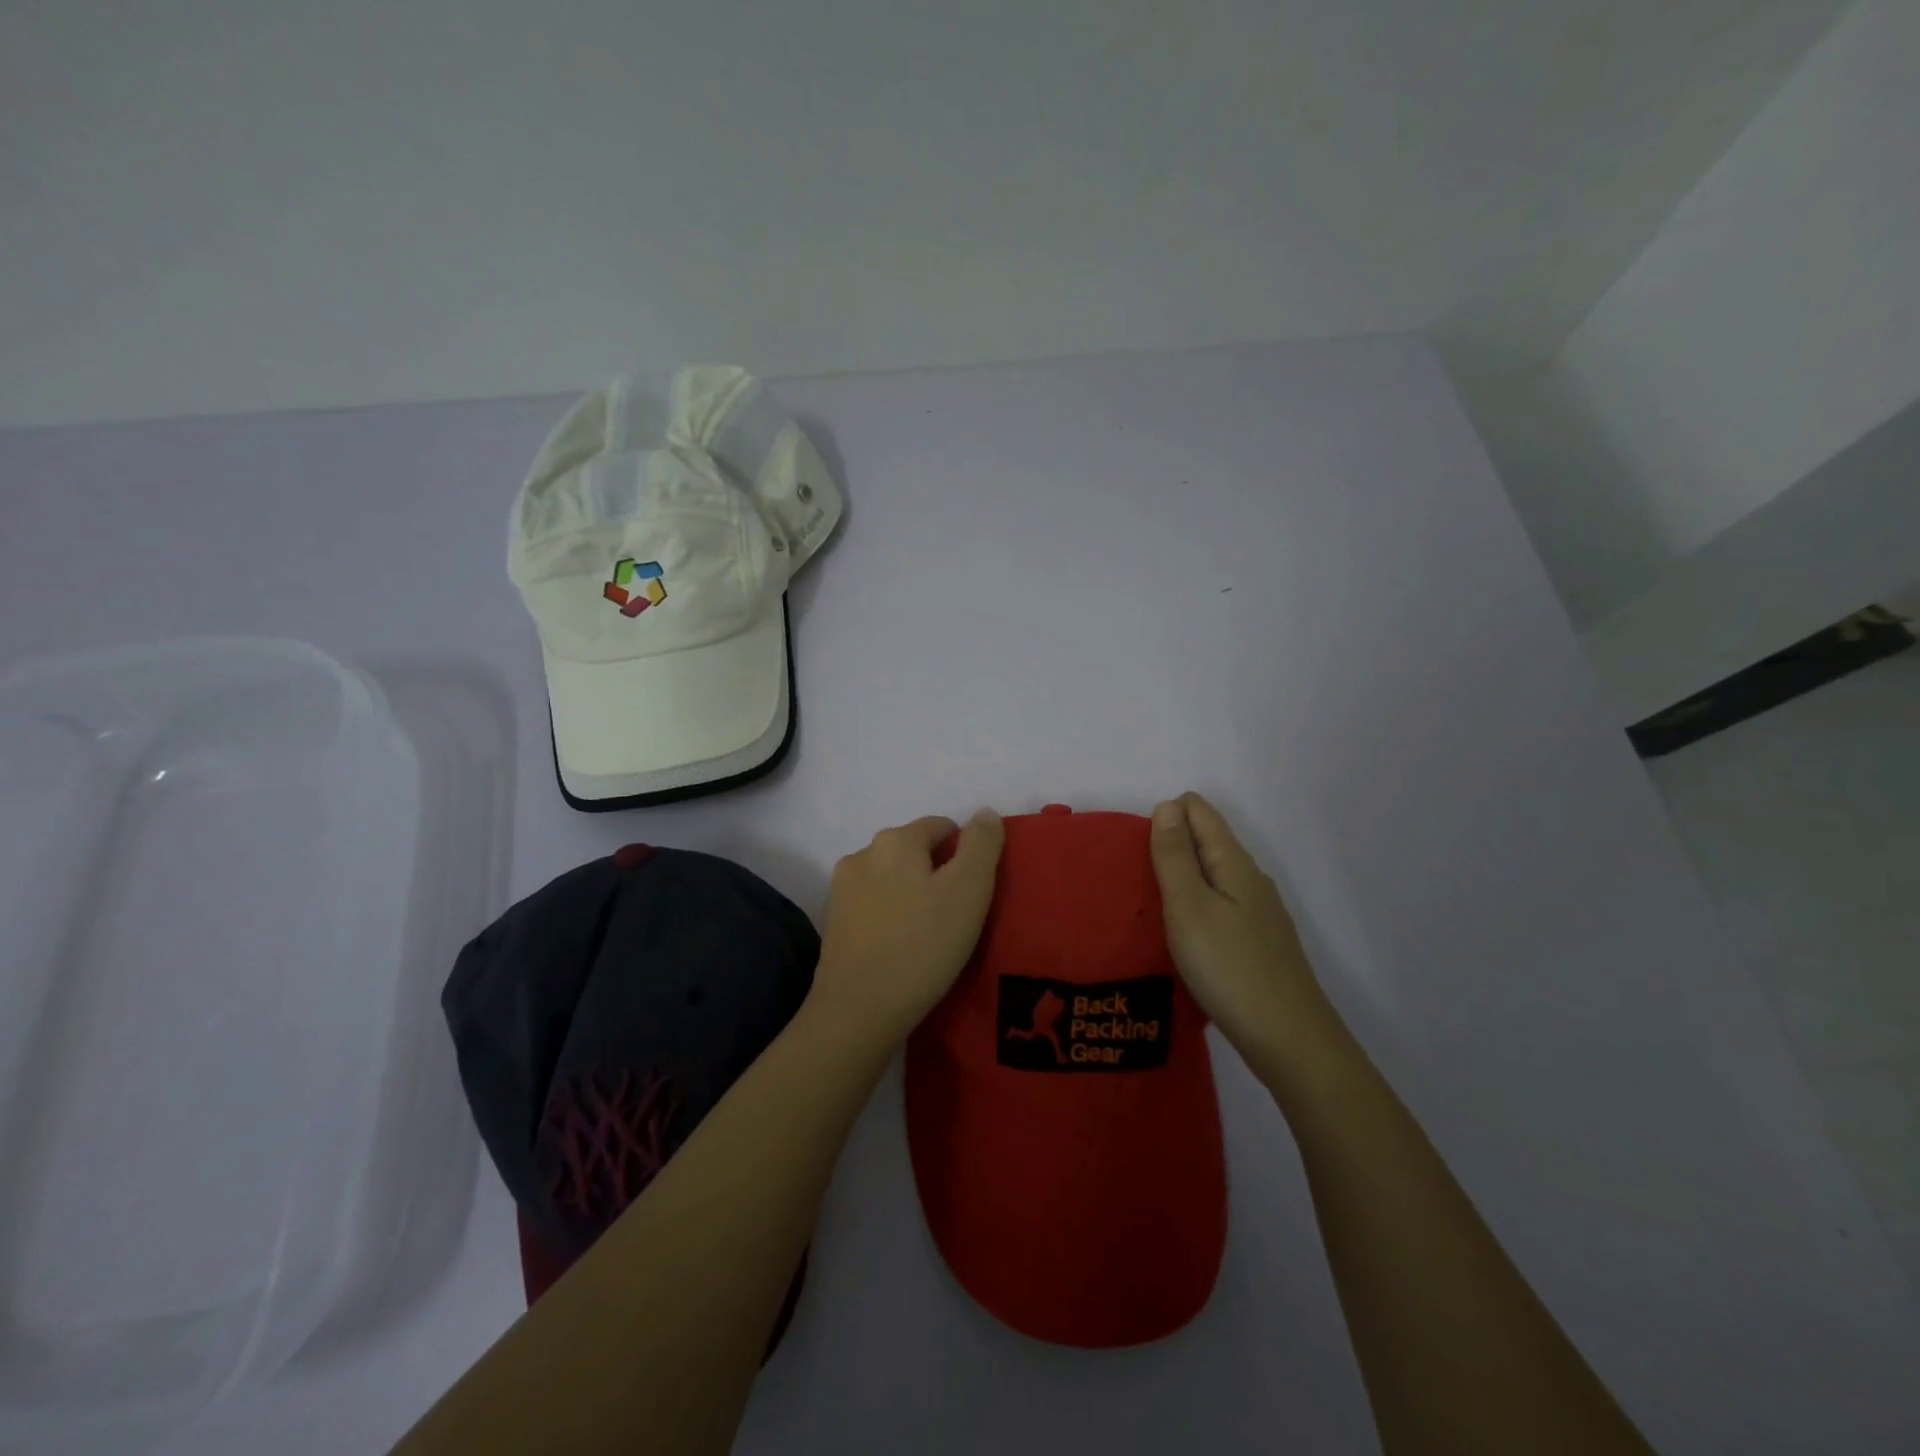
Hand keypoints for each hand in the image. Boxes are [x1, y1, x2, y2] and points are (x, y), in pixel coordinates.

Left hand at [810, 810, 1006, 1045]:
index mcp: (896, 840)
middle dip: (937, 873)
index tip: (975, 892)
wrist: (858, 1011)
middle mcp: (862, 854)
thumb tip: (984, 813)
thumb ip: (981, 845)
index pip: (941, 827)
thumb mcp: (969, 890)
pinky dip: (890, 916)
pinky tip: (902, 946)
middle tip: (956, 915)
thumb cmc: (923, 946)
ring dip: (912, 894)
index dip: (965, 854)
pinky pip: (873, 906)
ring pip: (891, 878)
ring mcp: (841, 889)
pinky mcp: (832, 922)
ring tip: (929, 934)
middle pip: (914, 851)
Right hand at [1150, 793, 1323, 1060]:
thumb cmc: (1229, 966)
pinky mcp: (1258, 944)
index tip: (1138, 851)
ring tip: (1151, 907)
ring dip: (1182, 878)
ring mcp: (1259, 913)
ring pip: (1213, 876)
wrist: (1289, 1039)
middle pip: (1207, 841)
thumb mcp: (1188, 906)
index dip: (1166, 817)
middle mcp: (1251, 879)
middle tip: (1136, 880)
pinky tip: (1184, 936)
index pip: (1199, 811)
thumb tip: (1167, 805)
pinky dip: (1197, 906)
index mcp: (1234, 862)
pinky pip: (1220, 906)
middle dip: (1170, 846)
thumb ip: (1174, 855)